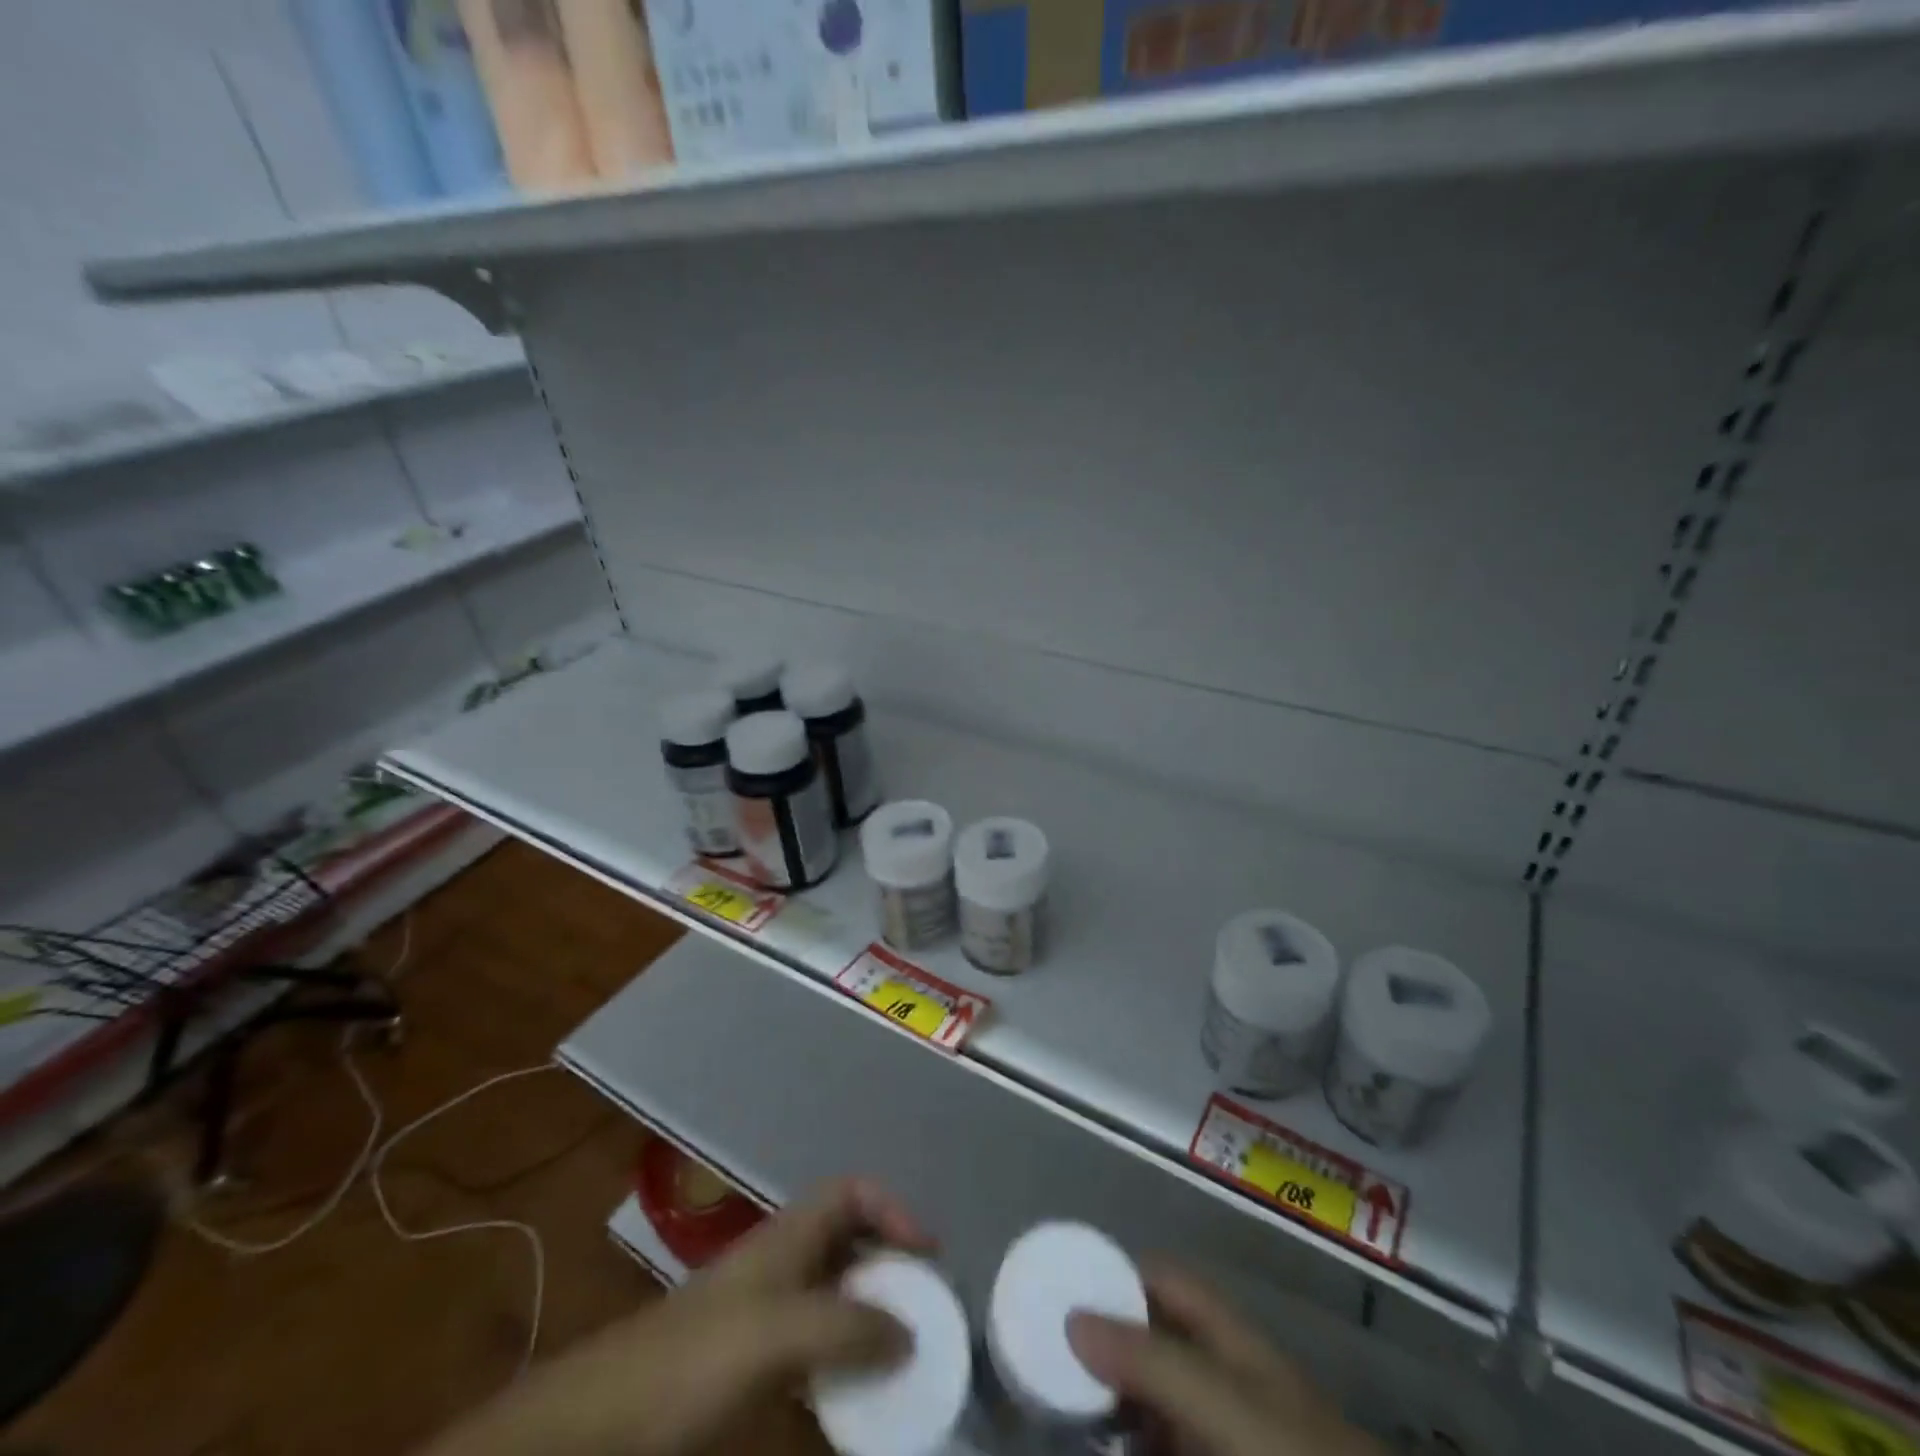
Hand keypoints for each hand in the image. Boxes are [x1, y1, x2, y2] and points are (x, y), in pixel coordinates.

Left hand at [420, 1179, 929, 1455]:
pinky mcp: (749, 1368)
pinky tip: (859, 1397)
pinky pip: (814, 1349)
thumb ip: (845, 1328)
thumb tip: (910, 1332)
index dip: (892, 1208)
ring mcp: (763, 1316)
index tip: (928, 1253)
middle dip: (889, 1262)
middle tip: (928, 1306)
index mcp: (786, 1238)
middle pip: (847, 1240)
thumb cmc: (691, 1362)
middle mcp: (780, 1265)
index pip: (849, 1194)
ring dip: (870, 1315)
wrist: (599, 1430)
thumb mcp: (775, 1335)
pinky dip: (843, 1362)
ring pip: (833, 1295)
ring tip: (907, 1353)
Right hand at [1069, 1268, 1381, 1455]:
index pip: (1161, 1279)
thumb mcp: (1227, 1405)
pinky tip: (1100, 1447)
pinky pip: (1159, 1445)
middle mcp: (1221, 1375)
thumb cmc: (1295, 1453)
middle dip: (1100, 1343)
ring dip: (1109, 1400)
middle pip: (1149, 1339)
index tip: (1058, 1287)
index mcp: (1225, 1336)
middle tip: (1043, 1354)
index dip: (1113, 1274)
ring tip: (1058, 1408)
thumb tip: (1072, 1318)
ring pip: (1152, 1399)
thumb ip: (1153, 1362)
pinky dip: (1132, 1442)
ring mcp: (1220, 1431)